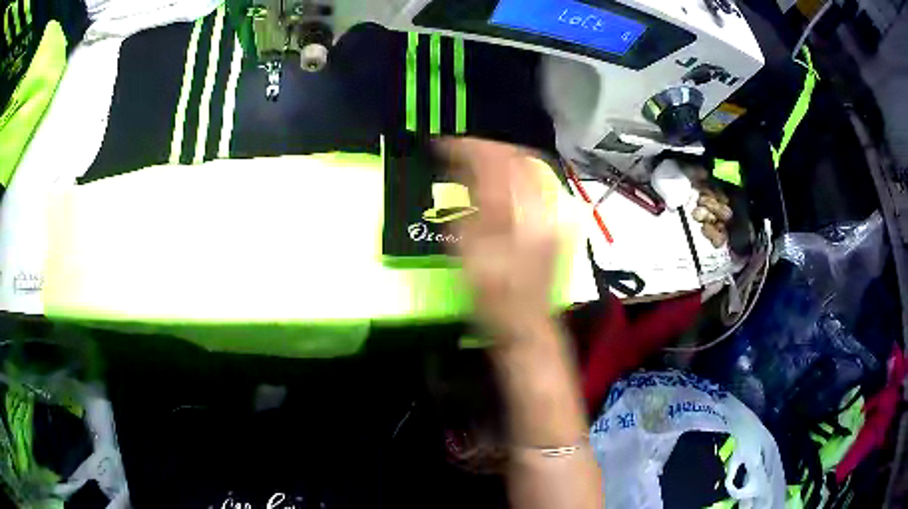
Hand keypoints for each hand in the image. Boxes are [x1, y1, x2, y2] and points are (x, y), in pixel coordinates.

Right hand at [436, 138, 558, 340]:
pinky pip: (536, 183)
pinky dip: (514, 174)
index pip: (495, 162)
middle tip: (460, 151)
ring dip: (501, 158)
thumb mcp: (470, 253)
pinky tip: (498, 181)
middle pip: (517, 157)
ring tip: (475, 161)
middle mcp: (542, 207)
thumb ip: (469, 207)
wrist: (526, 324)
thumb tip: (463, 171)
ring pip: (529, 167)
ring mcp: (553, 214)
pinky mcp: (555, 222)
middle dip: (486, 148)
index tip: (443, 145)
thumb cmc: (492, 296)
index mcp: (519, 215)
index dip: (468, 147)